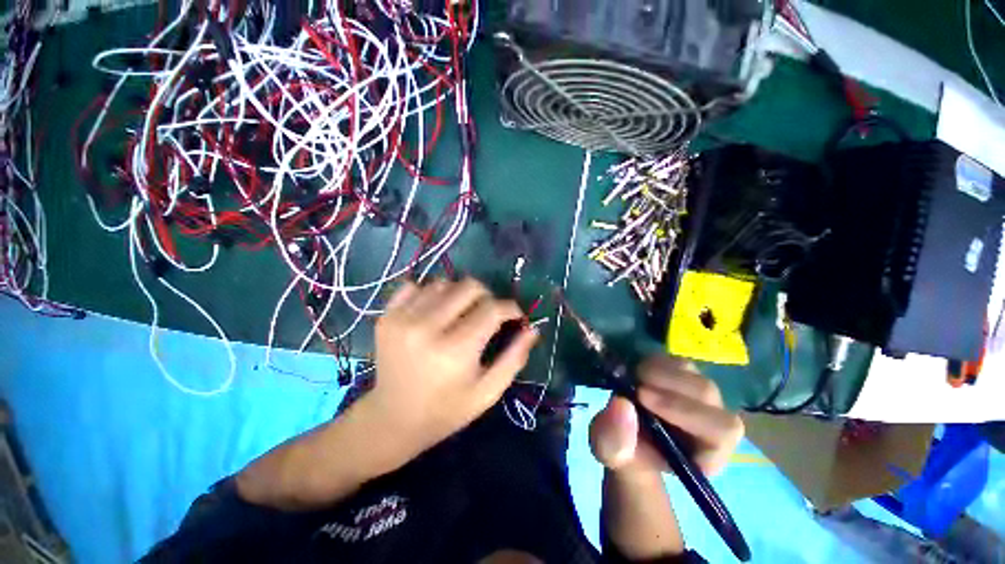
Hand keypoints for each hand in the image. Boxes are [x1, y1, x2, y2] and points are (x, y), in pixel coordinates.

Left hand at [358, 278, 538, 470]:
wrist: (391, 419)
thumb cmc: (445, 411)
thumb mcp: (487, 392)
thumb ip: (514, 358)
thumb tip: (532, 328)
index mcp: (455, 350)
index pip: (492, 309)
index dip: (510, 308)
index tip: (514, 316)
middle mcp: (427, 327)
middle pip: (469, 287)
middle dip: (487, 297)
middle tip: (487, 314)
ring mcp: (403, 318)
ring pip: (444, 282)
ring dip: (459, 294)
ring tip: (459, 314)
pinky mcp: (387, 316)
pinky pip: (415, 285)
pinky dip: (430, 293)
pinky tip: (433, 311)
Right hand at [590, 355, 743, 476]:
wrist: (623, 436)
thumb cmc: (623, 452)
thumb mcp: (609, 452)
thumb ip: (614, 440)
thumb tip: (622, 404)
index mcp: (705, 454)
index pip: (720, 431)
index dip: (684, 410)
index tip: (641, 397)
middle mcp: (711, 423)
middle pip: (706, 392)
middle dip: (668, 384)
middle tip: (635, 384)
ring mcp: (698, 396)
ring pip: (691, 371)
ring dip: (659, 371)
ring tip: (633, 379)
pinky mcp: (683, 377)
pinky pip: (677, 362)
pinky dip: (655, 362)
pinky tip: (637, 371)